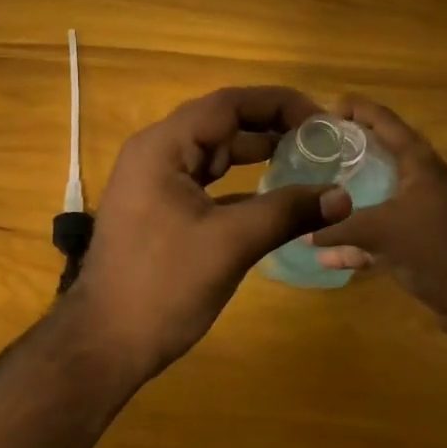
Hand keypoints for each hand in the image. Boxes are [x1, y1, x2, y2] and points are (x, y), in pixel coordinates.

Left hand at [66, 86, 350, 379]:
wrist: (104, 343)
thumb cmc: (162, 286)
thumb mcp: (230, 244)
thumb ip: (287, 213)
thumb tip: (342, 197)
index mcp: (162, 147)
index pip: (227, 105)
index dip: (277, 104)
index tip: (321, 120)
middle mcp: (155, 153)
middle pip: (220, 123)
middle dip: (271, 127)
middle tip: (320, 141)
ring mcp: (154, 182)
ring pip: (213, 153)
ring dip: (256, 153)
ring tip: (304, 160)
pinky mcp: (159, 208)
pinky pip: (205, 181)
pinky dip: (239, 183)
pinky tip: (272, 195)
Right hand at [309, 98, 446, 337]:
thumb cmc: (433, 246)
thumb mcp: (380, 231)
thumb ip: (339, 228)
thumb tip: (302, 232)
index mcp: (416, 161)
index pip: (383, 120)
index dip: (354, 109)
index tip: (321, 113)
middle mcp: (416, 178)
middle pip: (376, 153)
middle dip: (344, 151)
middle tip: (311, 149)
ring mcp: (414, 209)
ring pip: (373, 193)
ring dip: (346, 196)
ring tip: (311, 193)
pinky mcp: (412, 239)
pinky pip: (376, 232)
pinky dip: (354, 241)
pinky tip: (326, 255)